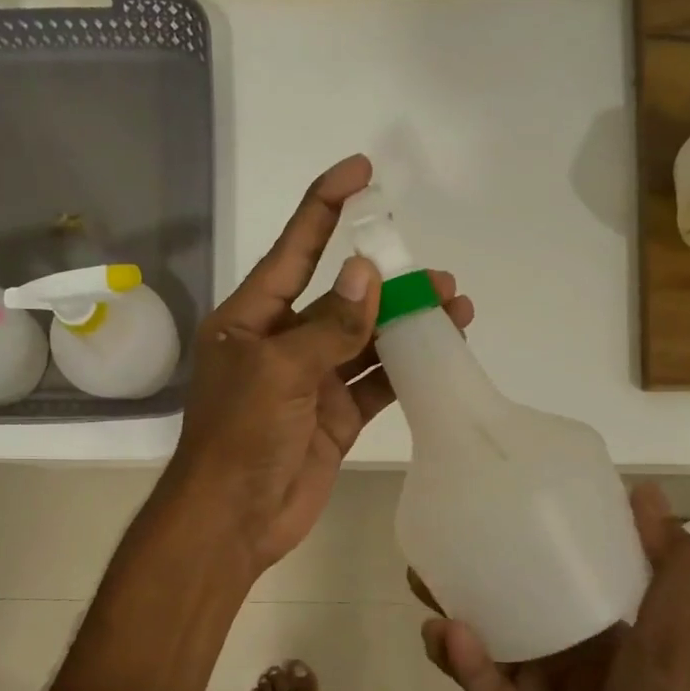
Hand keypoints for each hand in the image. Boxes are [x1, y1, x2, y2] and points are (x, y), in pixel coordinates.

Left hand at [164, 154, 473, 571]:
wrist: (235, 519)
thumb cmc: (241, 436)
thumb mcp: (278, 372)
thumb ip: (328, 326)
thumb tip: (366, 274)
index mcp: (252, 320)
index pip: (294, 251)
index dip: (325, 207)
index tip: (362, 171)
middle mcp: (283, 344)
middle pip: (341, 298)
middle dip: (387, 281)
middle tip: (436, 274)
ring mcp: (312, 382)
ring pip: (366, 340)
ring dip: (406, 323)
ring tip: (454, 305)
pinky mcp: (336, 418)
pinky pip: (376, 382)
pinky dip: (406, 368)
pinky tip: (442, 351)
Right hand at [418, 484, 689, 690]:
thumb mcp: (673, 641)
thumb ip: (667, 571)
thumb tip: (648, 491)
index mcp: (608, 627)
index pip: (571, 567)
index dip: (544, 532)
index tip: (511, 493)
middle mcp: (566, 650)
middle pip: (516, 596)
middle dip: (482, 567)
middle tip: (445, 533)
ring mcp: (532, 686)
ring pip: (485, 635)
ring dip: (455, 607)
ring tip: (421, 577)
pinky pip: (477, 681)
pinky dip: (460, 657)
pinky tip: (441, 632)